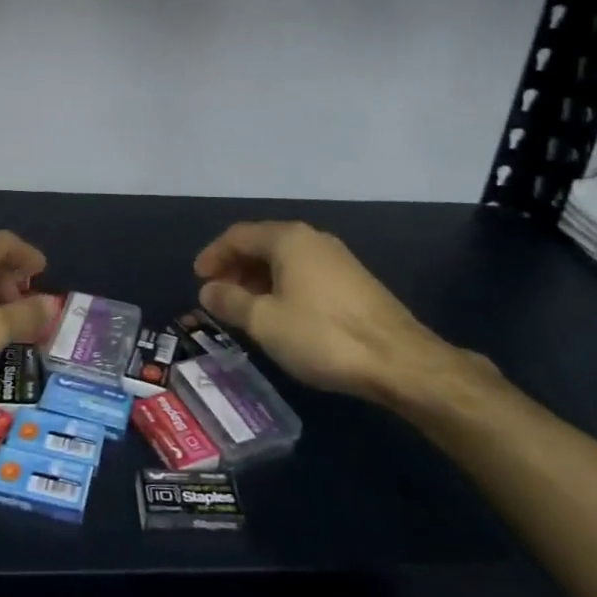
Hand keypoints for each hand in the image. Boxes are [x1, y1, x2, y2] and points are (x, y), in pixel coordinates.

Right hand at [193, 221, 486, 414]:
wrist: (399, 361)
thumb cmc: (322, 335)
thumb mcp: (264, 321)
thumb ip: (230, 301)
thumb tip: (208, 289)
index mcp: (288, 239)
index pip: (238, 235)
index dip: (213, 254)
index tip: (198, 278)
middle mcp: (312, 239)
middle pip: (262, 244)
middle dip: (235, 267)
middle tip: (217, 294)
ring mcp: (336, 259)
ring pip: (284, 260)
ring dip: (257, 279)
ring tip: (242, 307)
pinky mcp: (353, 282)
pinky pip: (304, 274)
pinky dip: (281, 287)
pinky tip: (278, 314)